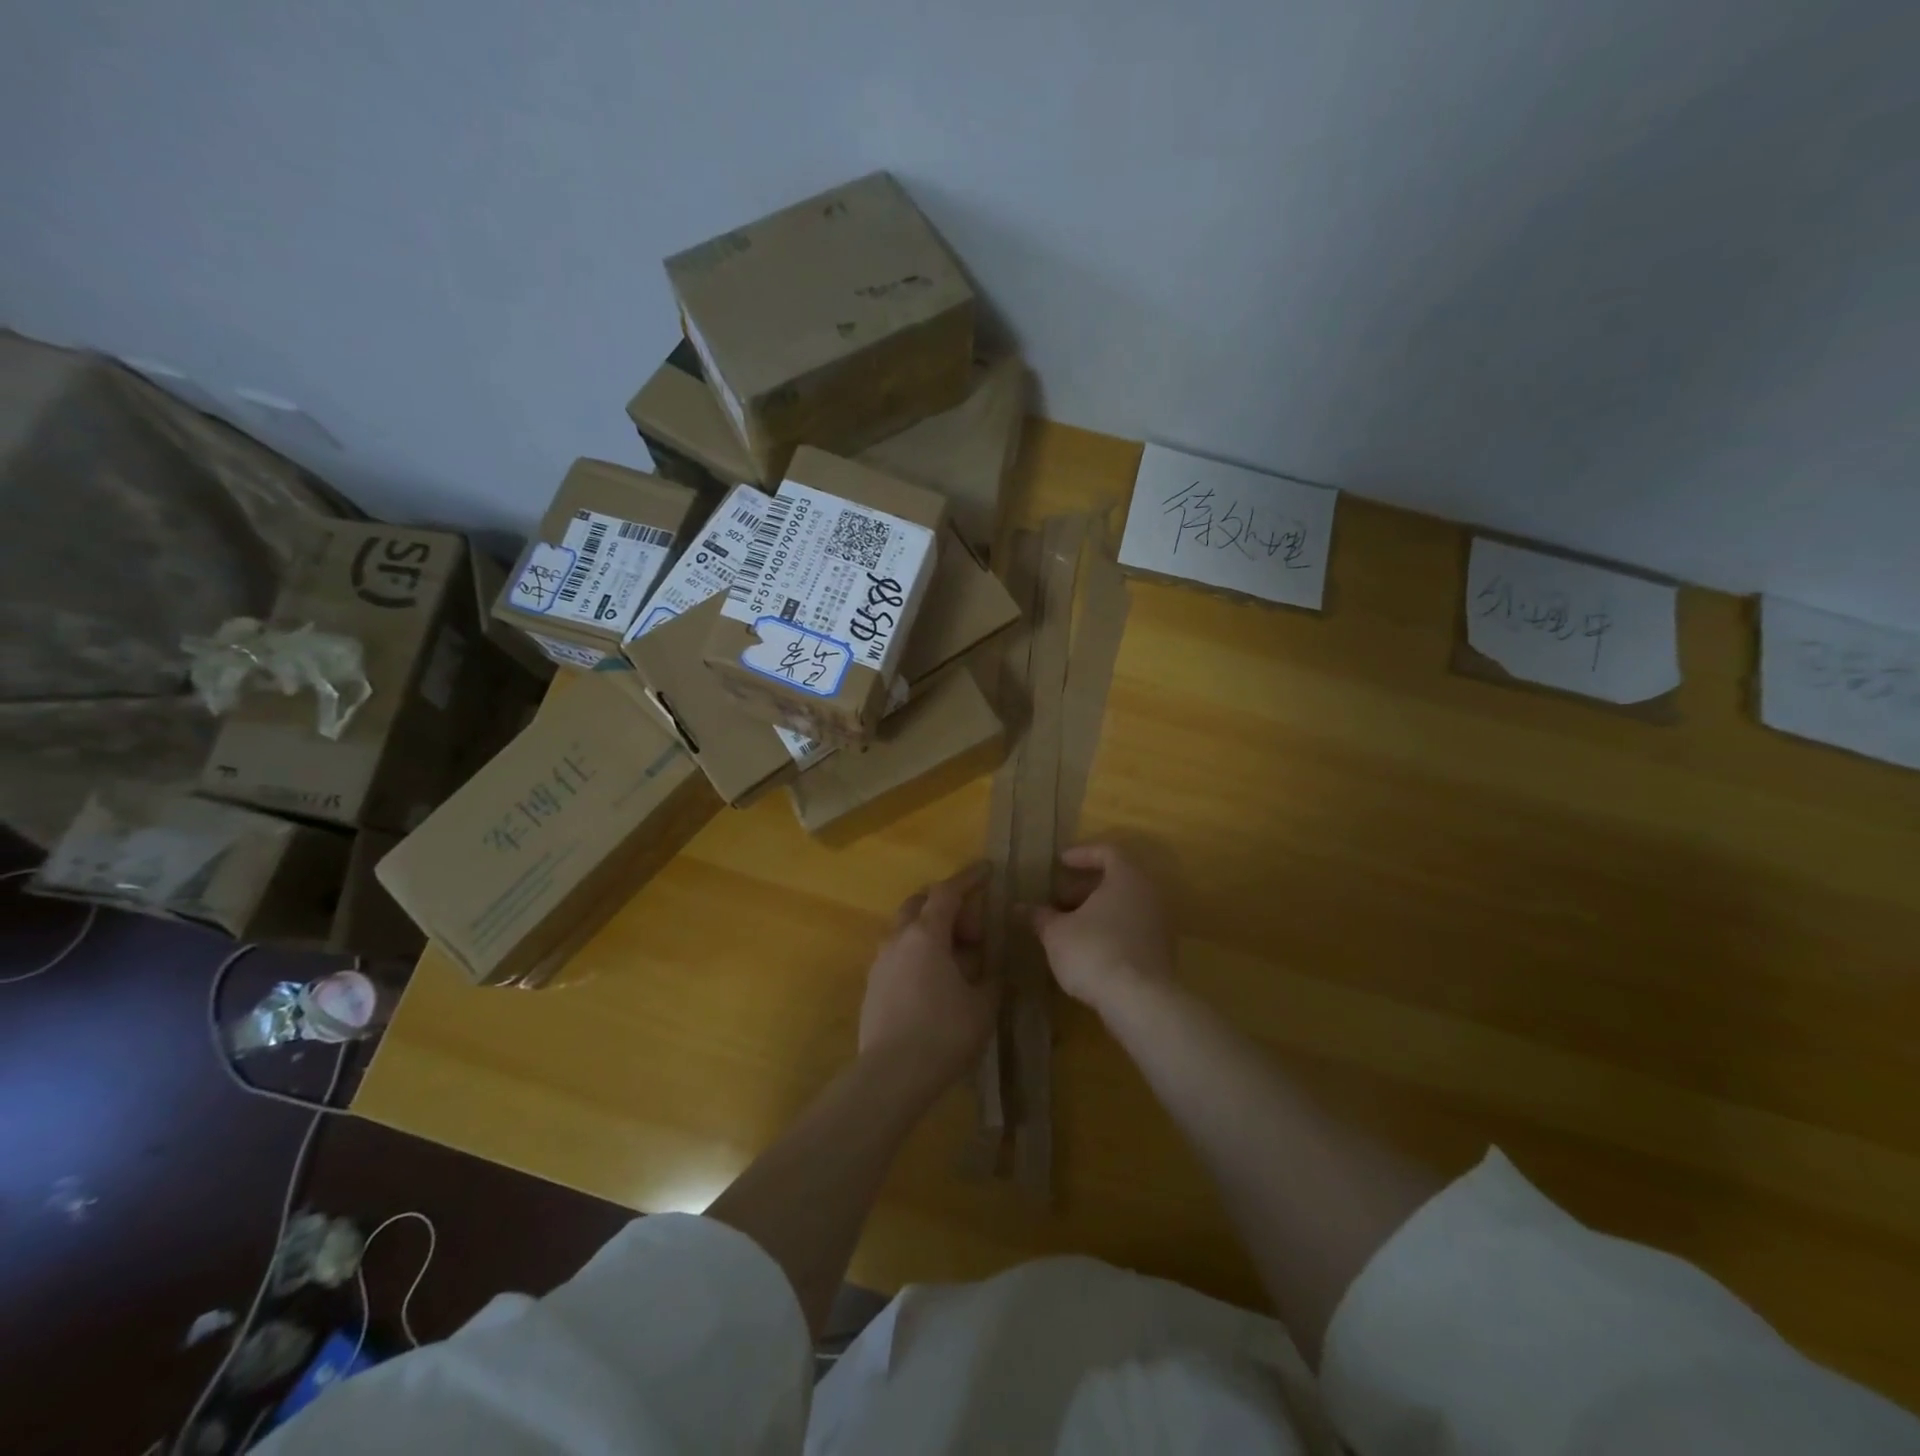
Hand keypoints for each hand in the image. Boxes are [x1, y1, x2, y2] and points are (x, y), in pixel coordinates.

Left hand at [859, 864, 998, 1098]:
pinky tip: (933, 979)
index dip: (969, 878)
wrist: (891, 1075)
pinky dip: (917, 952)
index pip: (947, 892)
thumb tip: (993, 964)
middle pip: (919, 903)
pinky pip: (897, 953)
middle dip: (945, 903)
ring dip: (929, 929)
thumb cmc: (944, 1033)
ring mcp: (880, 961)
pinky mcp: (872, 985)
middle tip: (972, 926)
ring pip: (904, 928)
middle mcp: (898, 938)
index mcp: (927, 934)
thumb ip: (991, 976)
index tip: (987, 870)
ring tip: (955, 956)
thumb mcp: (983, 1004)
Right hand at [1030, 843, 1174, 1010]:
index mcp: (1126, 878)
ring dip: (1096, 912)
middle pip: (1117, 881)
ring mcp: (1160, 924)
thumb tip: (1019, 908)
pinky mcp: (1162, 952)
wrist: (1139, 1001)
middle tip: (1058, 901)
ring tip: (1068, 928)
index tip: (1060, 863)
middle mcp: (1149, 895)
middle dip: (1084, 889)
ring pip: (1124, 907)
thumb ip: (1040, 917)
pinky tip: (1088, 950)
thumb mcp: (1057, 933)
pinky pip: (1132, 930)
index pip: (1108, 852)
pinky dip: (1110, 931)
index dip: (1082, 854)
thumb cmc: (1094, 951)